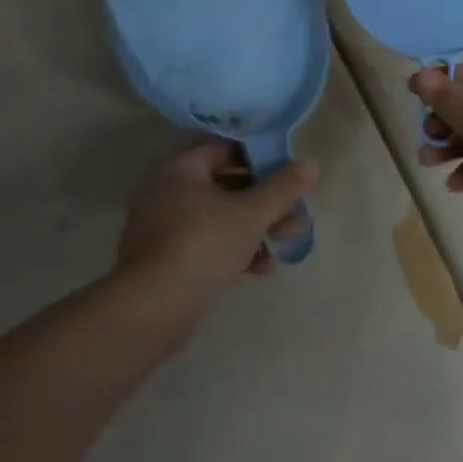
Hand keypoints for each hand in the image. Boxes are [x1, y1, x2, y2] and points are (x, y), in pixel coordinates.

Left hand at [114, 141, 317, 313]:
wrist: (150, 312)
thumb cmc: (202, 246)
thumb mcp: (251, 214)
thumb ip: (283, 188)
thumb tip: (312, 164)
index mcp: (180, 169)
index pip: (226, 149)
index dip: (260, 158)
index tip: (288, 175)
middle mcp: (166, 191)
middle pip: (226, 185)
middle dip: (265, 202)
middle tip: (294, 217)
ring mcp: (162, 228)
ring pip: (219, 218)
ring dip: (254, 229)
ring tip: (282, 246)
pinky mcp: (164, 260)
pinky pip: (206, 244)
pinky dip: (233, 251)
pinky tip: (257, 270)